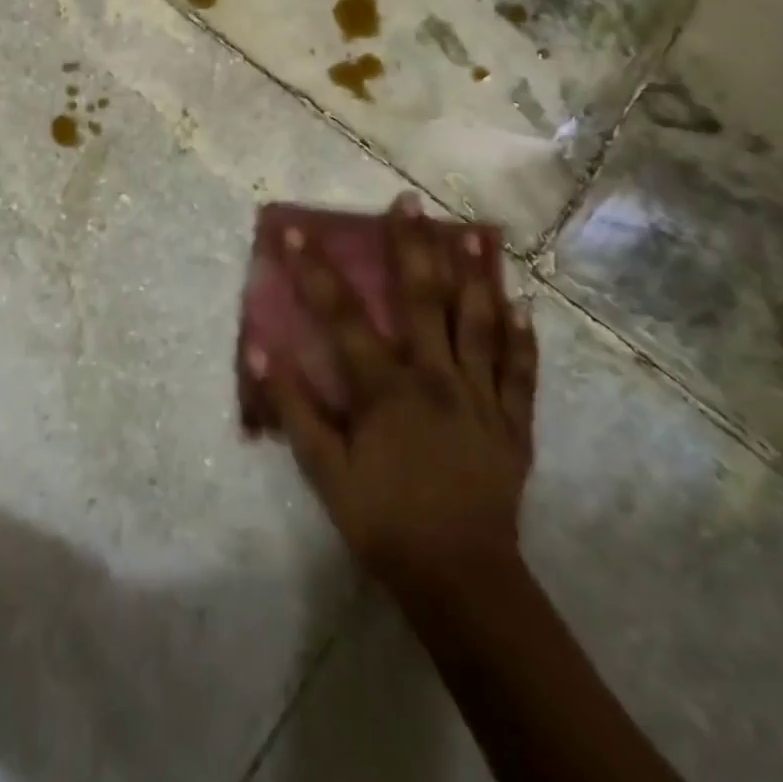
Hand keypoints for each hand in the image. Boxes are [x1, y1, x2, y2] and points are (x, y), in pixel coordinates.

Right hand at [252, 197, 538, 599]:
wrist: (462, 580)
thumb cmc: (384, 521)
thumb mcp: (325, 470)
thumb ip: (294, 407)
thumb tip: (259, 351)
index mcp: (385, 387)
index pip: (342, 315)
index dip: (314, 270)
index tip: (294, 231)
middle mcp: (435, 376)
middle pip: (423, 299)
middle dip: (412, 245)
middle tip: (409, 201)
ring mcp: (480, 396)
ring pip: (479, 322)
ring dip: (475, 273)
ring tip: (474, 232)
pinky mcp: (512, 422)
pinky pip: (520, 371)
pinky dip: (522, 336)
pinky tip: (523, 305)